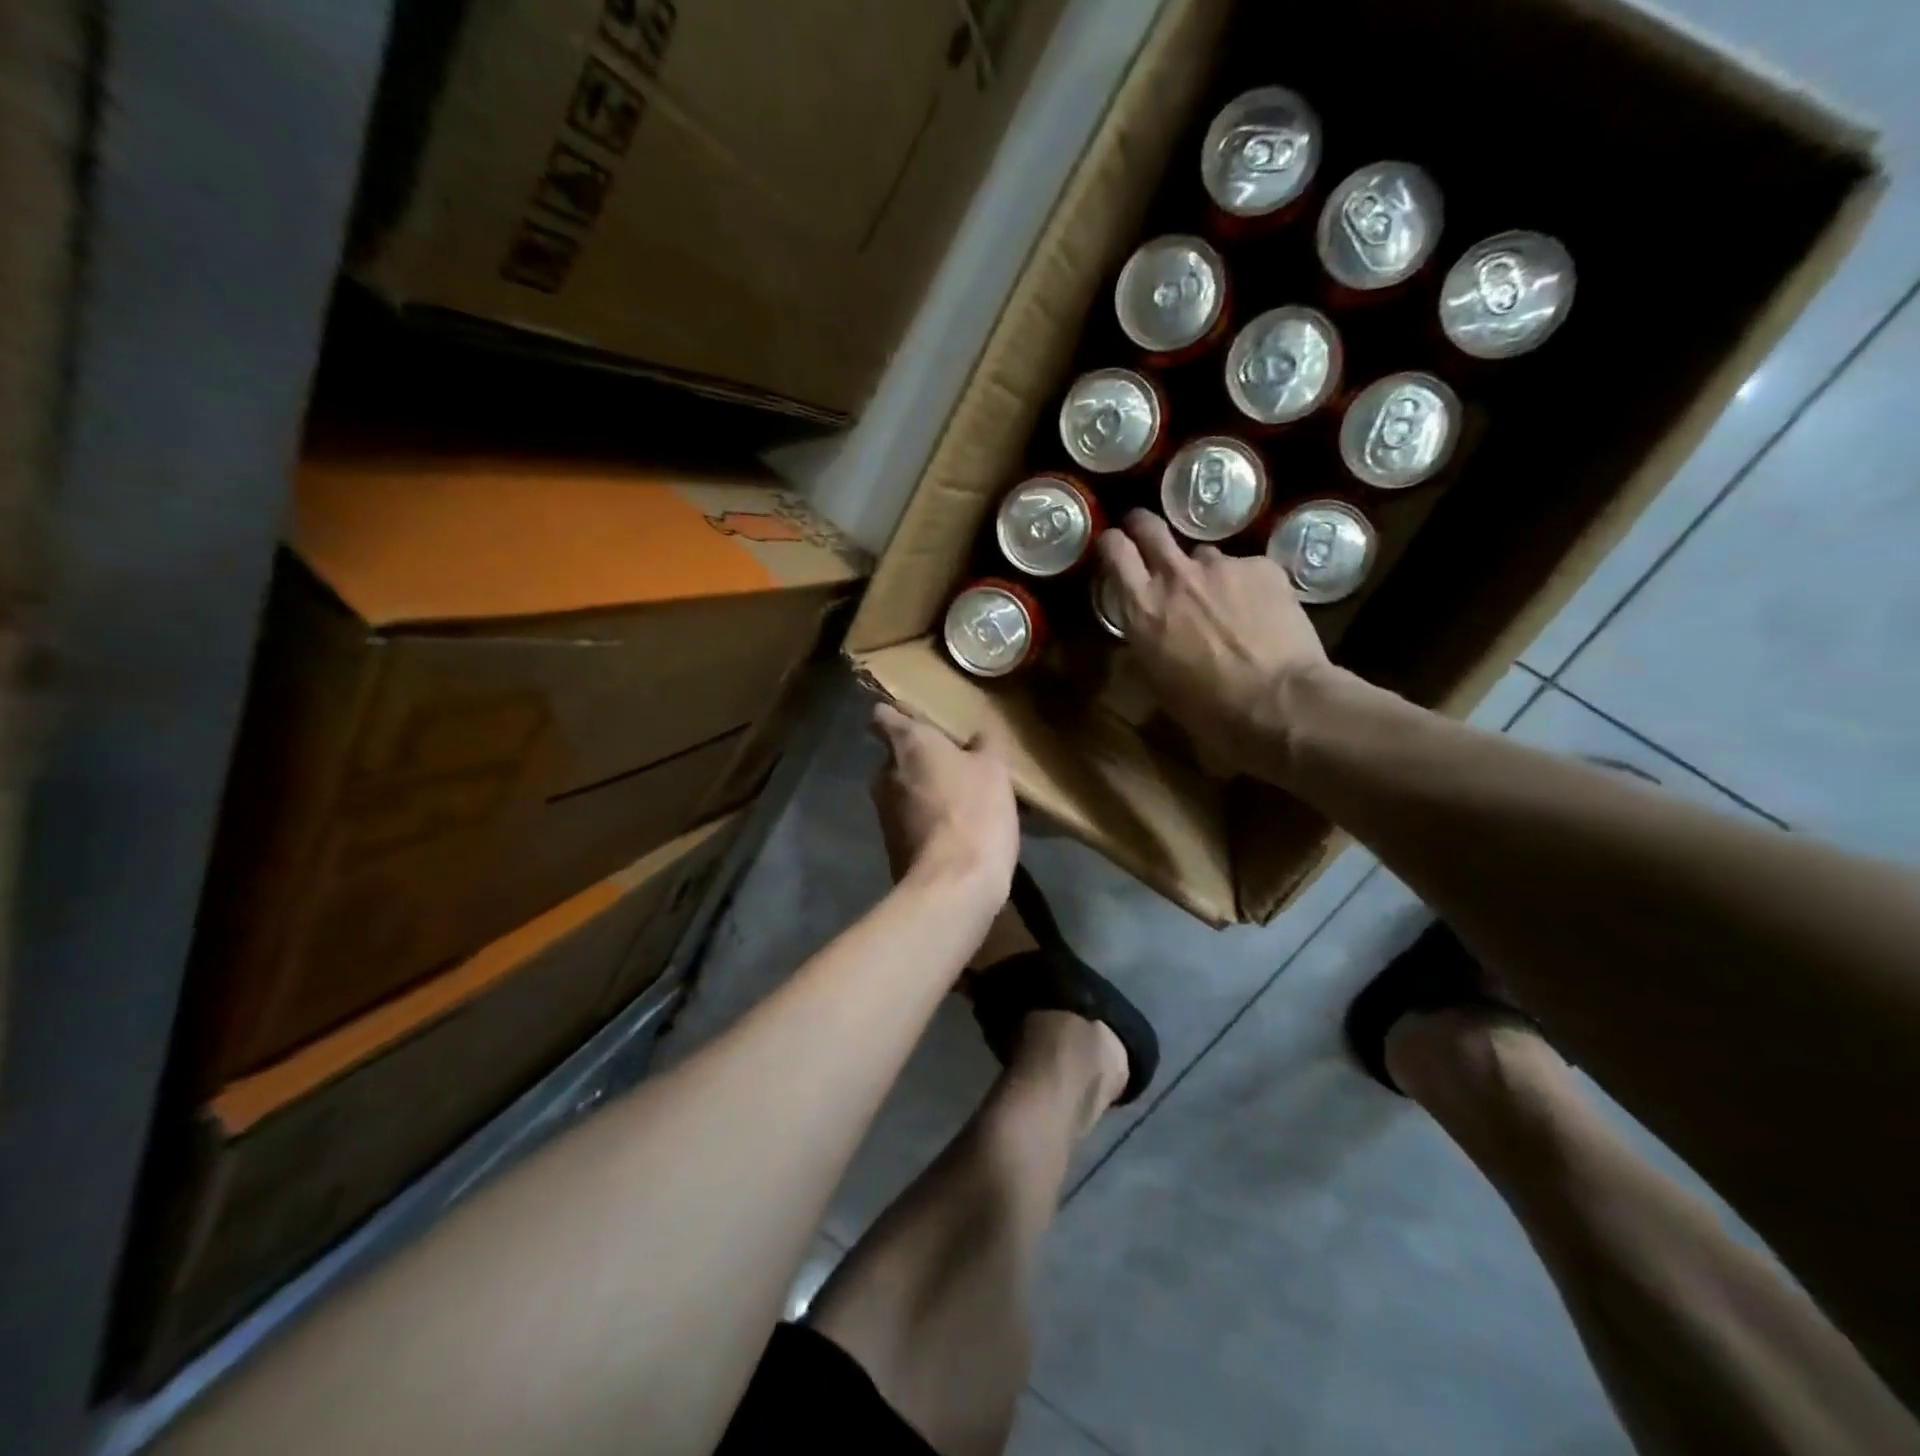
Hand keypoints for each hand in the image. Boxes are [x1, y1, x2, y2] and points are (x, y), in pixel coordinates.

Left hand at [869, 702, 1018, 898]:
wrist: (952, 886)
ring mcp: (884, 814)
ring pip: (903, 792)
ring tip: (960, 801)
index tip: (913, 719)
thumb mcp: (995, 770)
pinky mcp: (892, 847)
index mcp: (908, 745)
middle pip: (896, 758)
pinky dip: (927, 823)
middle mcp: (886, 774)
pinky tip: (957, 832)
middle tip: (953, 764)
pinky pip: (910, 823)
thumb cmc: (974, 812)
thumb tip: (977, 734)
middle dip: (919, 760)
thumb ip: (984, 745)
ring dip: (924, 793)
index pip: (885, 716)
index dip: (895, 714)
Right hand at [1097, 510, 1343, 775]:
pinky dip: (1248, 586)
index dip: (1112, 541)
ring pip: (1204, 556)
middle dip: (1143, 526)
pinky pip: (1246, 569)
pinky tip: (1262, 614)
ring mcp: (1221, 566)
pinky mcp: (1262, 566)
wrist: (1277, 702)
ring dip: (1205, 573)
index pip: (1114, 549)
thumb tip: (1154, 626)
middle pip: (1150, 527)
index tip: (1114, 544)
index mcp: (1142, 607)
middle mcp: (1175, 575)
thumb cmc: (1207, 708)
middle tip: (1146, 536)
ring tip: (1225, 603)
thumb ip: (1149, 638)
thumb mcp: (1157, 677)